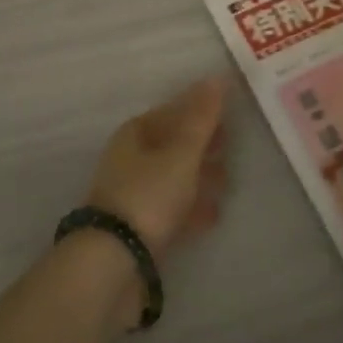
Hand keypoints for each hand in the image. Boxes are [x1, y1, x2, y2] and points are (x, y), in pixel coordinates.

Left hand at [85, 75, 229, 257]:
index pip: (173, 111)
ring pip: (172, 176)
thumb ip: (201, 118)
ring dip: (199, 177)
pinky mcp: (136, 228)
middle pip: (172, 144)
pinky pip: (170, 208)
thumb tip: (217, 77)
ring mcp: (132, 194)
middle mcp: (130, 158)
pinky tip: (213, 216)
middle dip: (202, 145)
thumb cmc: (148, 196)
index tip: (228, 116)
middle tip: (230, 148)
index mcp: (136, 132)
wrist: (111, 265)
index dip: (200, 111)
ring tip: (226, 183)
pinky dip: (191, 208)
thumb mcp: (182, 153)